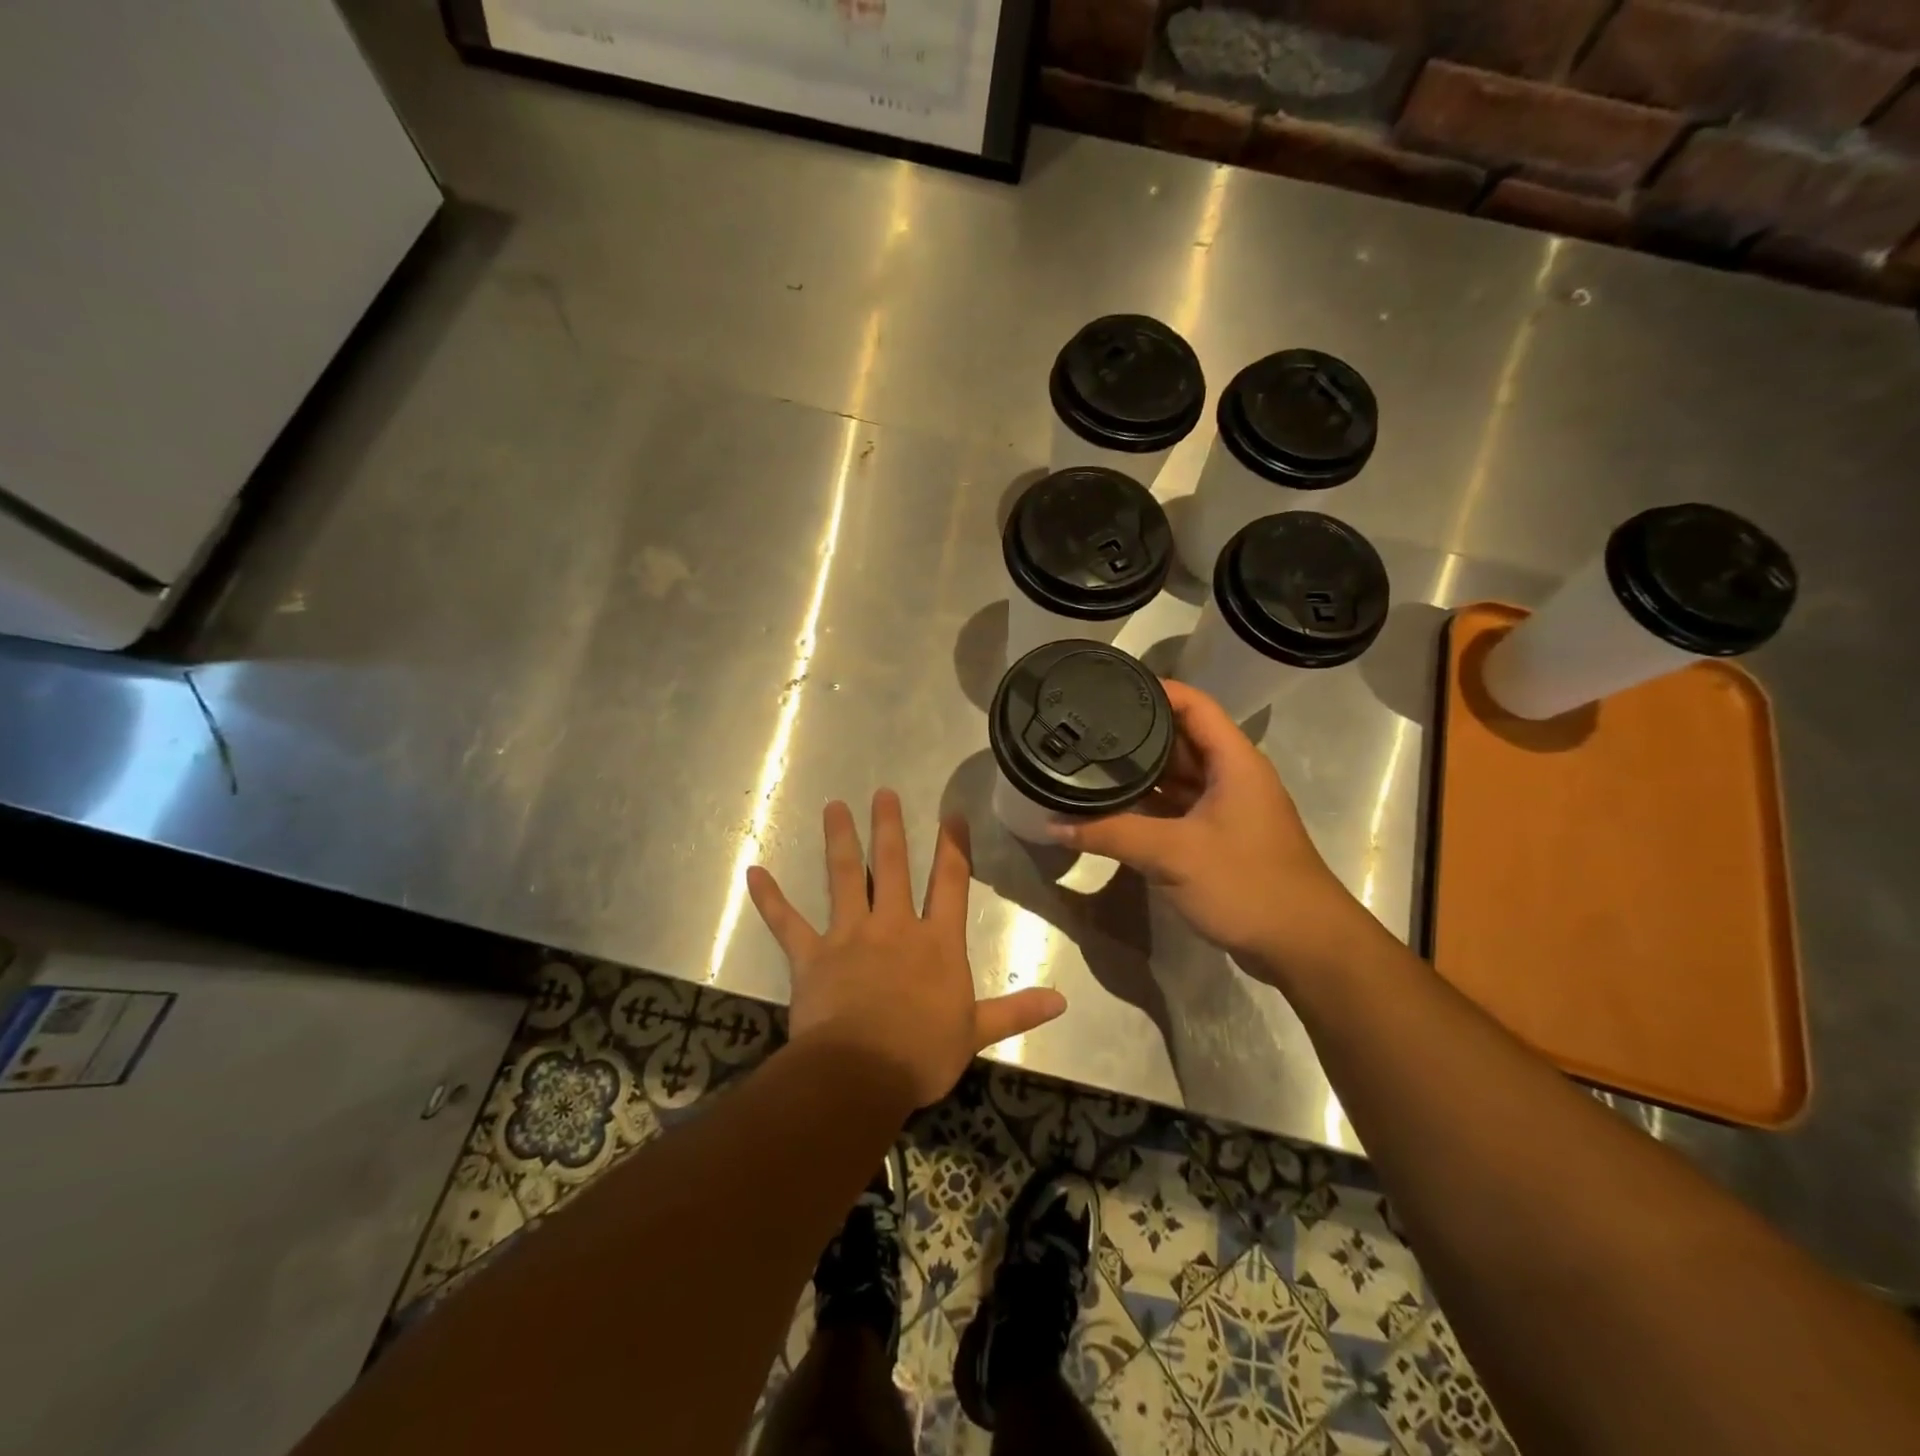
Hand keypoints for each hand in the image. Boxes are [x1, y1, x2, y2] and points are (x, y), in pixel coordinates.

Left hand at [746, 790, 1067, 1107]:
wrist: (862, 1073)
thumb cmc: (923, 1052)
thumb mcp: (976, 1032)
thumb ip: (1016, 1011)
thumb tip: (1062, 1001)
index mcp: (936, 942)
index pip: (950, 883)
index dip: (952, 847)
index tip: (951, 815)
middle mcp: (894, 926)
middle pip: (892, 866)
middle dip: (889, 827)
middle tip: (882, 793)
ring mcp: (849, 935)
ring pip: (844, 877)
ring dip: (839, 841)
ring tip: (834, 807)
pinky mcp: (811, 955)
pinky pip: (787, 922)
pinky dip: (770, 898)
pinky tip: (754, 872)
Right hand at [1051, 681, 1375, 981]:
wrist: (1302, 946)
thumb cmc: (1247, 884)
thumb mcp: (1173, 854)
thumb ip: (1112, 835)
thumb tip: (1053, 824)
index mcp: (1234, 761)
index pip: (1193, 704)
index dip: (1154, 689)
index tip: (1108, 686)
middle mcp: (1231, 776)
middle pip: (1180, 739)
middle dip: (1136, 733)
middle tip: (1085, 726)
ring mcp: (1225, 809)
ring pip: (1176, 777)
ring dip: (1139, 772)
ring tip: (1089, 761)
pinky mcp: (1218, 838)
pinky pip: (1176, 808)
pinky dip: (1147, 806)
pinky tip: (1111, 807)